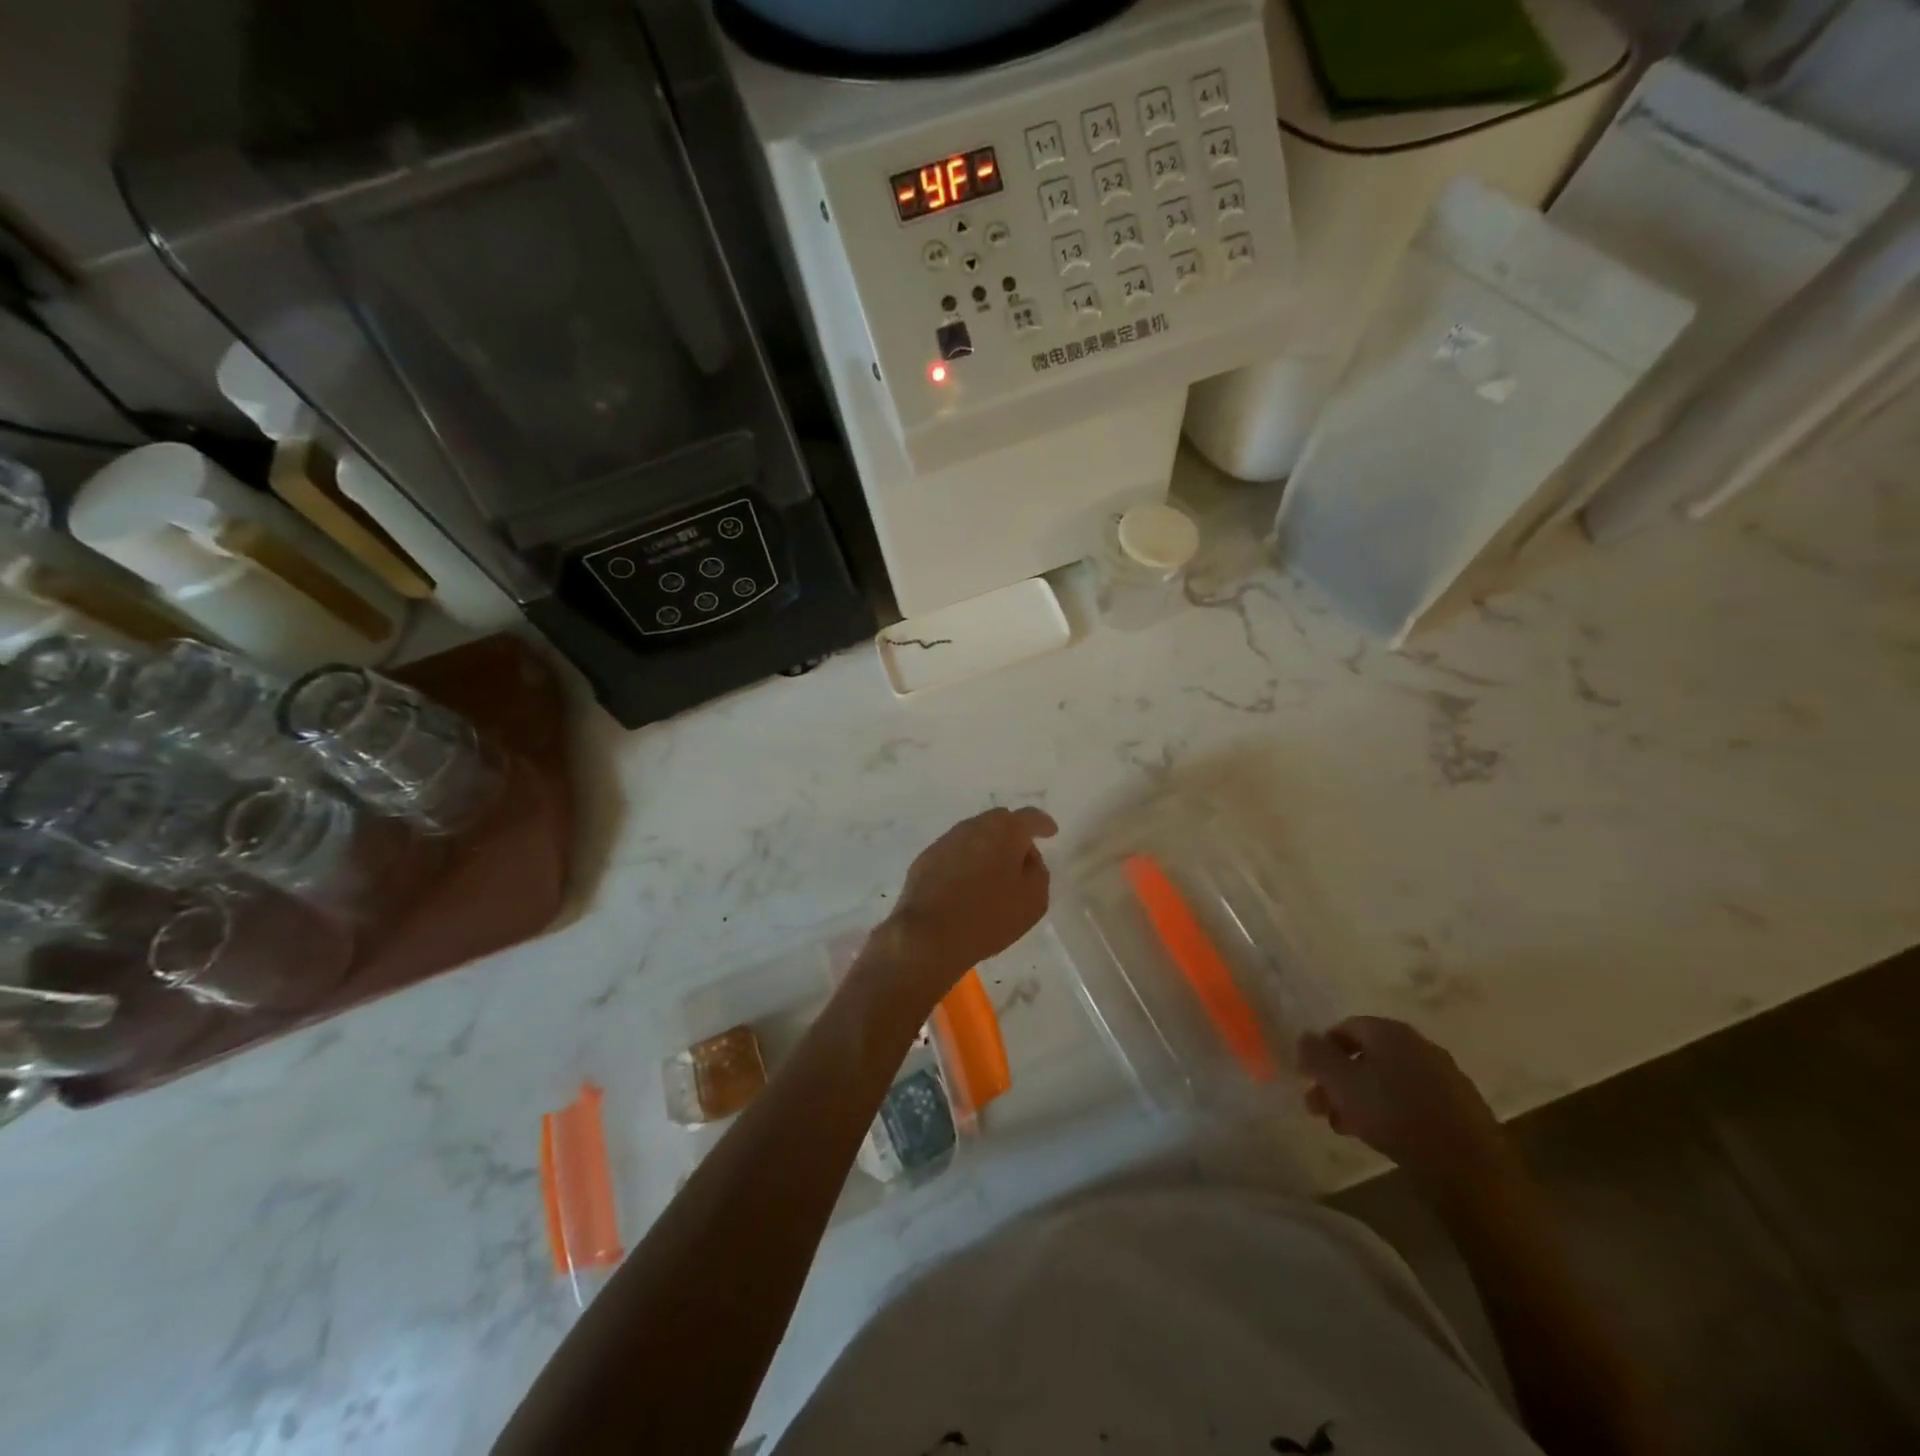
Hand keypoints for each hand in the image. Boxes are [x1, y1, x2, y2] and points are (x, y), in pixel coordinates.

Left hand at [873, 807, 1057, 1004]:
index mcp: (1004, 830)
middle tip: (1021, 858)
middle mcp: (973, 826)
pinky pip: (954, 853)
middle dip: (1013, 835)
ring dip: (987, 848)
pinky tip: (967, 885)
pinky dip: (966, 862)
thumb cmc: (989, 916)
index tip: (1051, 832)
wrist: (929, 935)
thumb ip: (1037, 871)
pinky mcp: (925, 859)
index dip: (1042, 824)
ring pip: (974, 836)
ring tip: (994, 874)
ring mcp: (946, 841)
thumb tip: (1026, 858)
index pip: (1029, 817)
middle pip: (999, 822)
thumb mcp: (1033, 900)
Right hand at [1299, 1016, 1516, 1197]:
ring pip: (1388, 1080)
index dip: (1321, 1051)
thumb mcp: (1341, 1083)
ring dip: (1361, 1099)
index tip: (1308, 1079)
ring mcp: (1444, 1076)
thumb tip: (1304, 1037)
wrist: (1469, 1168)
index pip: (1344, 1028)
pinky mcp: (1460, 1108)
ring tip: (1345, 1128)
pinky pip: (1413, 1100)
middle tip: (1320, 1108)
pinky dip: (1391, 1112)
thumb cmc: (1395, 1116)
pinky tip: (1382, 1136)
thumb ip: (1316, 1055)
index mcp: (1389, 1031)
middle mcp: (1418, 1045)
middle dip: (1338, 1081)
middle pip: (1366, 1056)